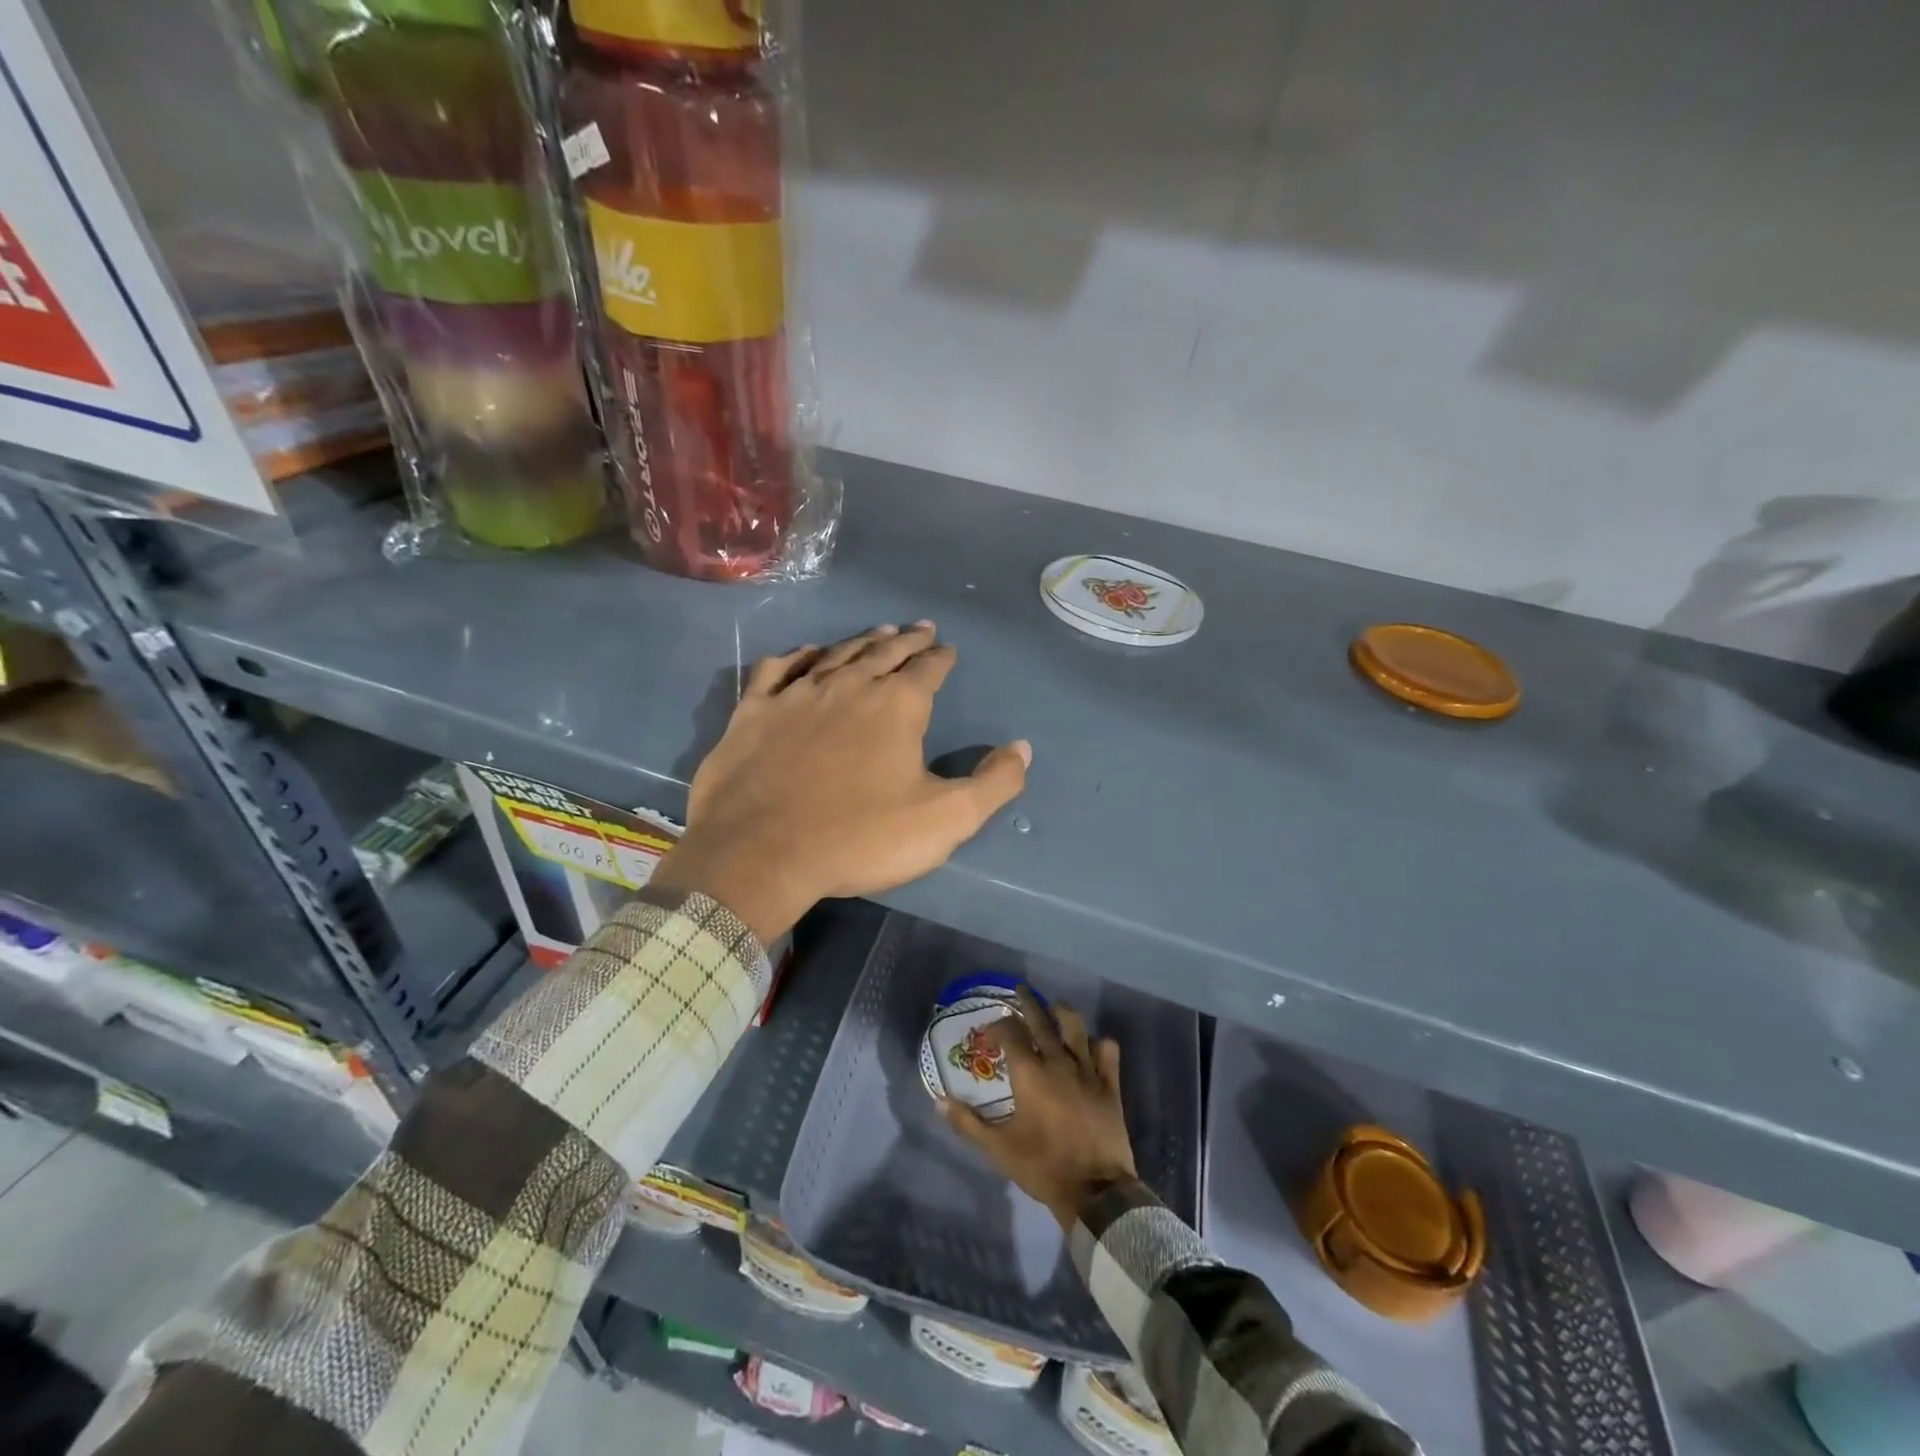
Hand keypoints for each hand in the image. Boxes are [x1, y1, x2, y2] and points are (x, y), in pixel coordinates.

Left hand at [650, 623, 1030, 943]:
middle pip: (884, 652)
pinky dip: (796, 657)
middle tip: (920, 628)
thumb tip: (1022, 749)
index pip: (928, 669)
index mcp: (897, 706)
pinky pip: (778, 670)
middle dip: (907, 640)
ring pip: (836, 654)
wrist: (761, 854)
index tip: (948, 649)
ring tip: (878, 631)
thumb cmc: (860, 837)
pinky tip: (804, 654)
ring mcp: (797, 694)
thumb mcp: (945, 820)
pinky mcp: (754, 711)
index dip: (941, 658)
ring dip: (861, 641)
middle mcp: (849, 686)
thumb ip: (993, 783)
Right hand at [944, 988, 1138, 1228]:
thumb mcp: (998, 1149)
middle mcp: (1058, 1062)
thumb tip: (939, 1101)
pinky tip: (1092, 1044)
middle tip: (1021, 989)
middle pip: (1042, 1021)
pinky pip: (1108, 1052)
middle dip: (1029, 1003)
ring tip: (1055, 1006)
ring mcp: (1087, 1071)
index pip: (1011, 1034)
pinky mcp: (1110, 1085)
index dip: (999, 1027)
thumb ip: (968, 1123)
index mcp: (1029, 1074)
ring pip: (1076, 1029)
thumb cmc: (1042, 1166)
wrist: (1094, 1191)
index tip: (991, 1030)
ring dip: (1063, 1013)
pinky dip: (1099, 1043)